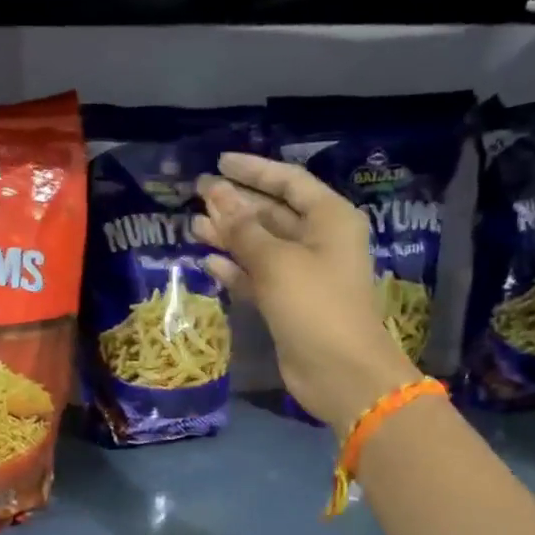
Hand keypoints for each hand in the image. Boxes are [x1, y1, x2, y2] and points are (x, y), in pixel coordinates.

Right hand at [192, 151, 419, 435]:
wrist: (340, 371)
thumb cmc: (315, 305)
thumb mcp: (277, 260)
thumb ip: (243, 228)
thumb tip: (216, 196)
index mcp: (329, 219)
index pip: (288, 182)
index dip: (253, 170)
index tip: (219, 163)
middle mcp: (318, 241)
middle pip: (271, 213)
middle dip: (235, 204)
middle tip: (196, 194)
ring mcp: (303, 274)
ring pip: (260, 246)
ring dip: (229, 236)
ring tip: (194, 226)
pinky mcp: (287, 303)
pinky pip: (257, 277)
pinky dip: (235, 269)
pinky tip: (208, 261)